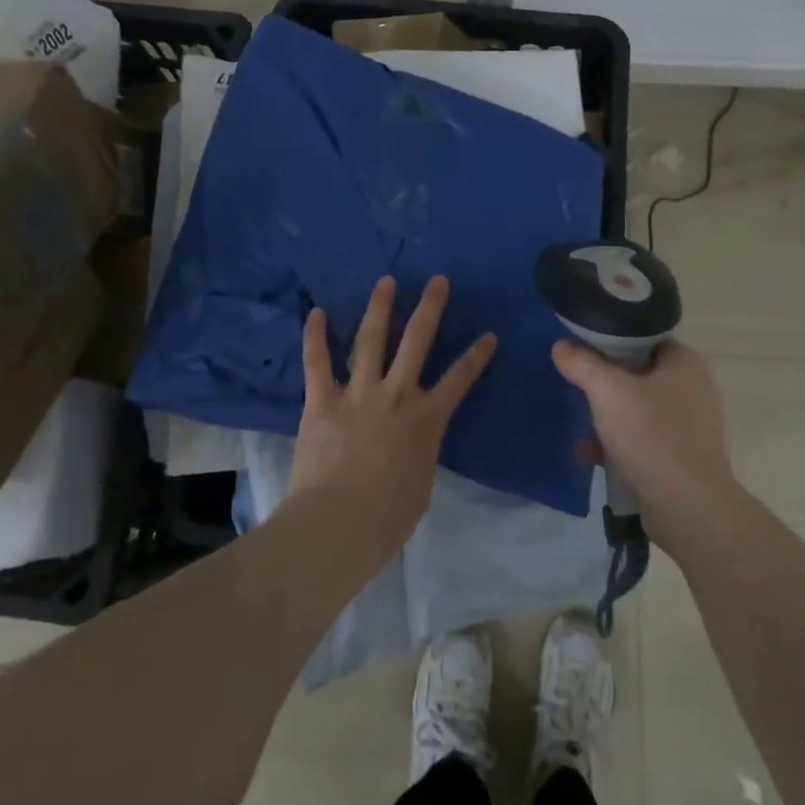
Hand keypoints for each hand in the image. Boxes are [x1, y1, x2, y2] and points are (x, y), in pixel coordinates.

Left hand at [289, 276, 496, 552]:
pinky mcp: (321, 401)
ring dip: (379, 307)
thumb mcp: (420, 484)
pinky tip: (316, 312)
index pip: (460, 379)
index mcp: (427, 419)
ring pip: (370, 339)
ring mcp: (357, 393)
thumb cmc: (387, 517)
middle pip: (417, 341)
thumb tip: (411, 447)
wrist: (337, 524)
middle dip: (430, 308)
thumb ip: (418, 454)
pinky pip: (317, 362)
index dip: (477, 355)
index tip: (489, 334)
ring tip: (385, 281)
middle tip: (437, 280)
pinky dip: (315, 336)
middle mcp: (396, 395)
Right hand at [551, 339, 737, 550]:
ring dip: (607, 415)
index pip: (643, 337)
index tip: (580, 347)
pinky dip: (617, 443)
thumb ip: (582, 364)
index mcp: (685, 363)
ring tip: (580, 423)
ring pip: (637, 408)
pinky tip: (590, 453)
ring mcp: (689, 426)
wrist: (689, 509)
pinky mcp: (680, 457)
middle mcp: (692, 388)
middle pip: (638, 372)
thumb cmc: (652, 437)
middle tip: (577, 384)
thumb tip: (561, 346)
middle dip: (605, 382)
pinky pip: (642, 439)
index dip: (610, 338)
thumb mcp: (608, 392)